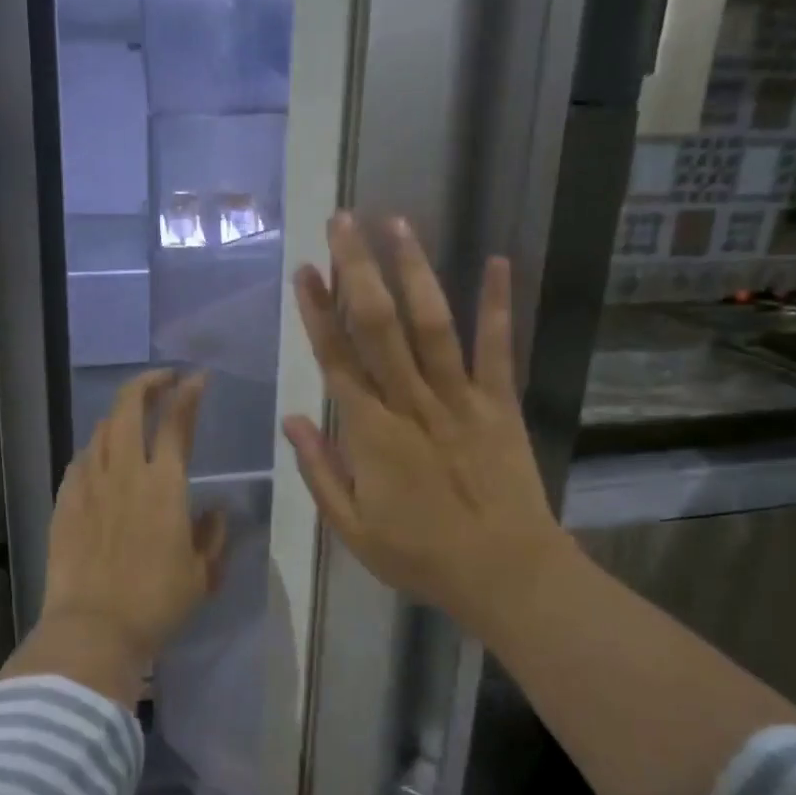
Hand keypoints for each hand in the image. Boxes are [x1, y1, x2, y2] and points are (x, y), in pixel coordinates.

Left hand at [12, 369, 226, 705]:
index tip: (198, 379)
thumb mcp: (201, 574)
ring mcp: (89, 483)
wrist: (93, 628)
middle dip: (147, 382)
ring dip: (122, 414)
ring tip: (134, 417)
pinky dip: (96, 448)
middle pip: (130, 407)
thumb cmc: (156, 603)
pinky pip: (81, 460)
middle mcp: (125, 472)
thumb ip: (213, 536)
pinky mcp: (65, 501)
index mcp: (165, 485)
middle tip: (163, 379)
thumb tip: (216, 511)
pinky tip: (101, 457)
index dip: (189, 393)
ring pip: (102, 429)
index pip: (178, 421)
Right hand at [281, 213, 579, 644]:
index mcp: (371, 433)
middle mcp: (411, 402)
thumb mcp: (352, 529)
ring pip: (431, 325)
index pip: (337, 359)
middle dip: (357, 269)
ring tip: (397, 223)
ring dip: (413, 271)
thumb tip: (290, 420)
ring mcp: (460, 399)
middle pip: (378, 326)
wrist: (506, 574)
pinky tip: (498, 260)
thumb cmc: (421, 556)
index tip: (305, 270)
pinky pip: (498, 349)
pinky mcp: (501, 405)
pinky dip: (498, 305)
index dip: (318, 311)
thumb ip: (320, 471)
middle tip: (343, 220)